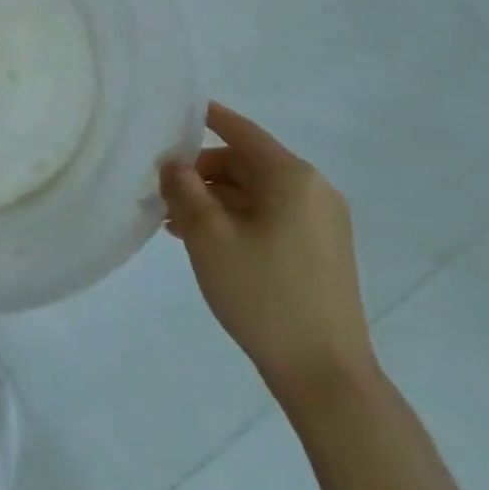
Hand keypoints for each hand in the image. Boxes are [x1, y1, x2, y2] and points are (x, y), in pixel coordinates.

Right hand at [160, 100, 376, 403]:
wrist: (326, 376)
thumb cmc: (264, 294)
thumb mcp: (209, 236)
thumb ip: (184, 189)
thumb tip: (174, 163)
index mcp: (292, 177)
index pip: (241, 131)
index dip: (207, 117)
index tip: (173, 112)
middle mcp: (313, 190)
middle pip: (246, 163)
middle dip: (202, 172)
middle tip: (162, 191)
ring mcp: (321, 223)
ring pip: (256, 193)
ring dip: (215, 200)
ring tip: (174, 222)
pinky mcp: (321, 251)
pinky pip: (270, 217)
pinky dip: (236, 220)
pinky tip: (205, 242)